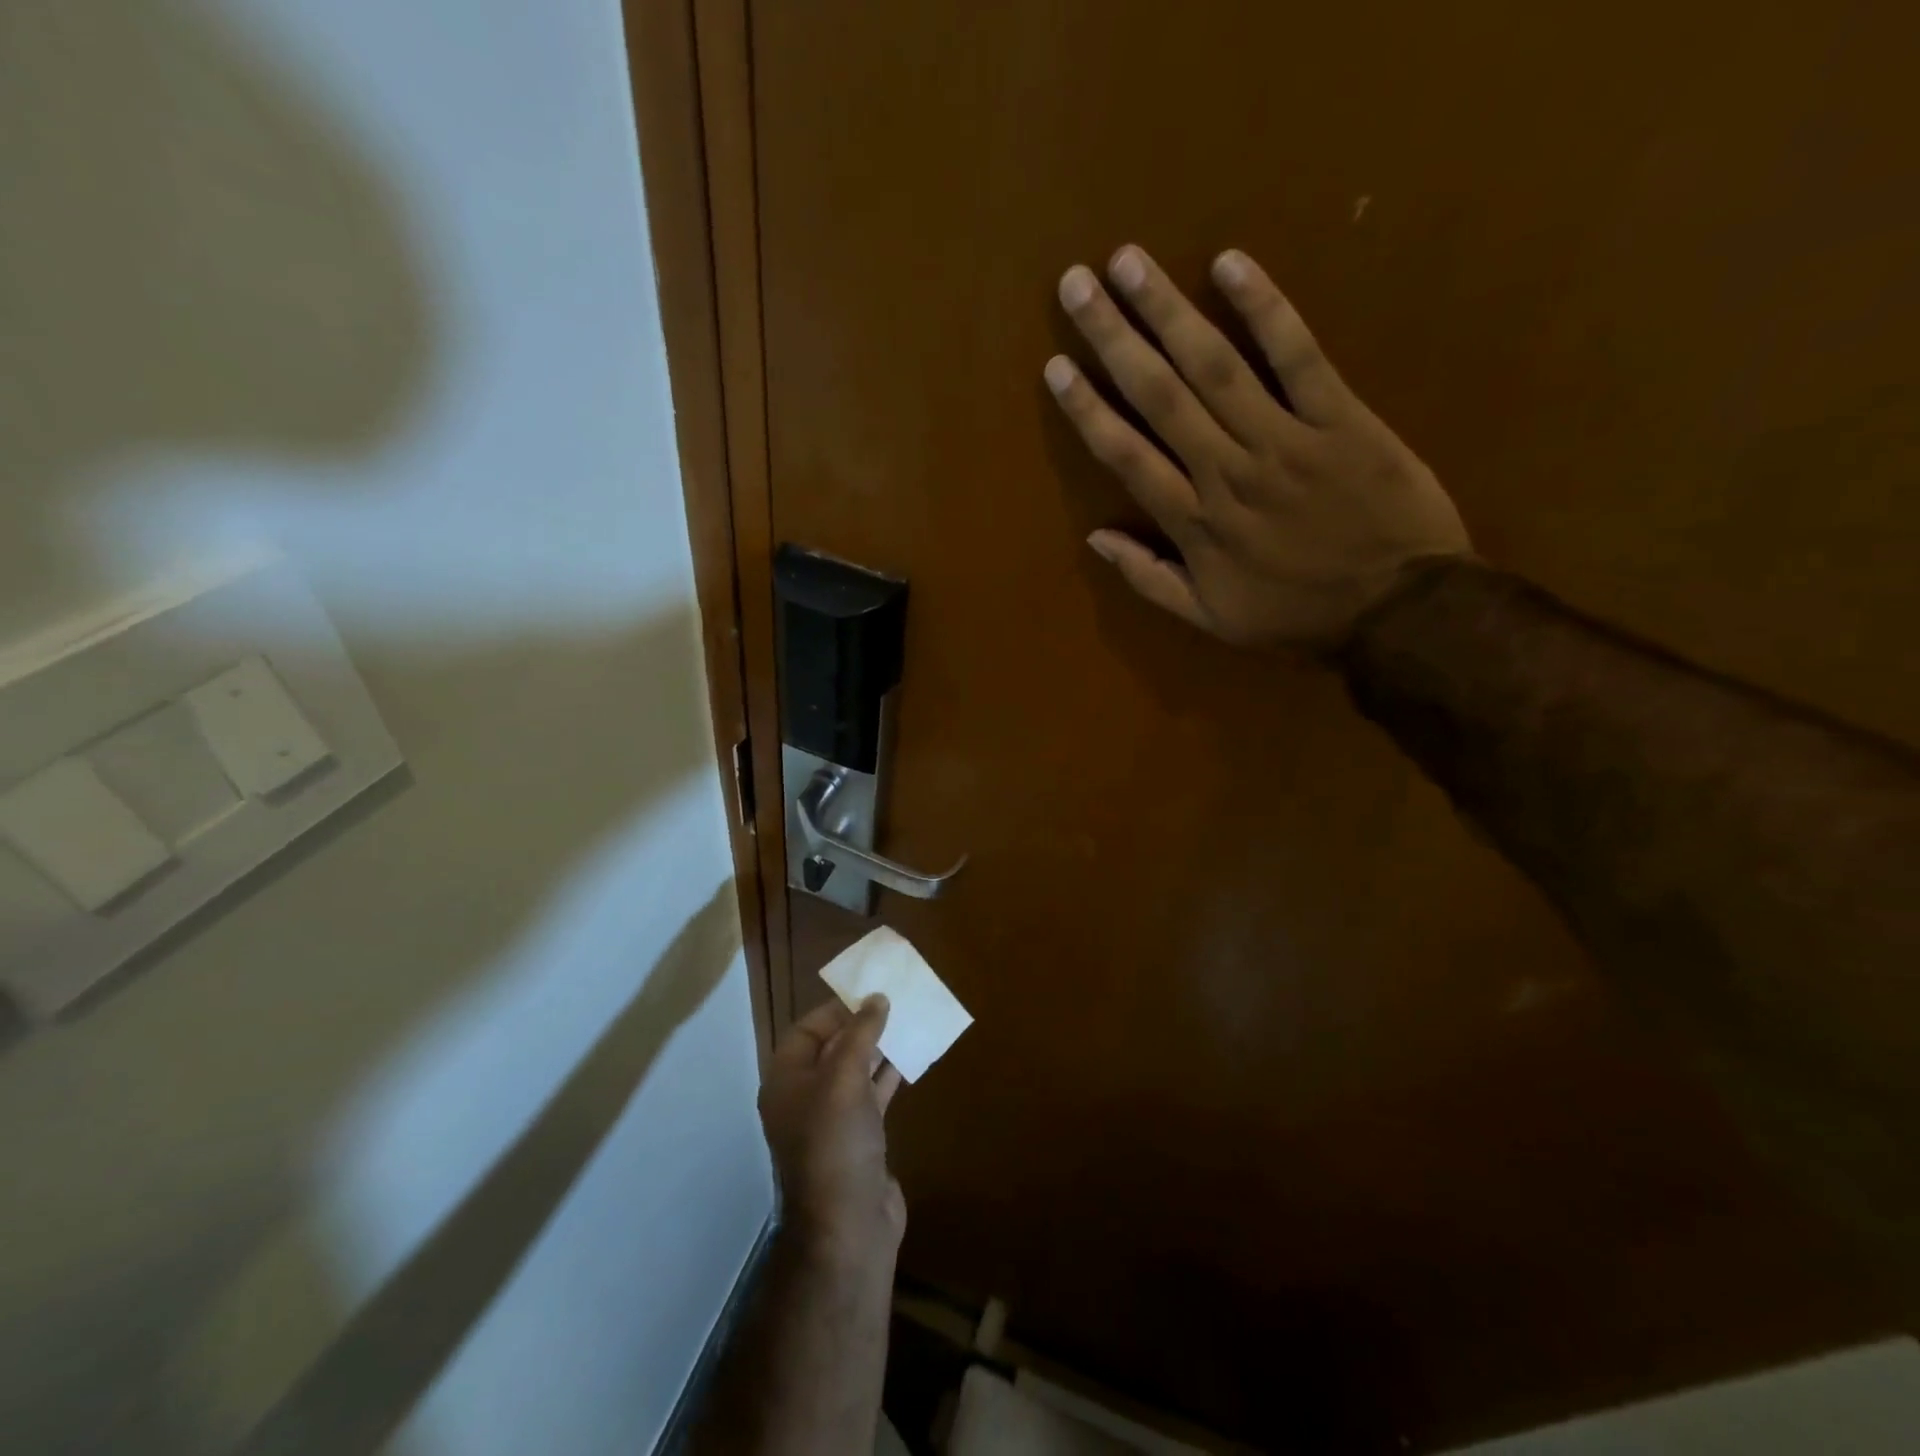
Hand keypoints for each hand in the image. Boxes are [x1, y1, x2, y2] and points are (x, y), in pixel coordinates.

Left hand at [760, 996, 905, 1261]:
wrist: (849, 1228)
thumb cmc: (836, 1144)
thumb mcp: (844, 1079)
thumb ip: (860, 1034)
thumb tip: (876, 998)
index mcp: (787, 1082)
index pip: (806, 1031)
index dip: (834, 1010)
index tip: (868, 993)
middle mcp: (805, 1098)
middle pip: (831, 1048)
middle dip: (861, 1026)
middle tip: (894, 1003)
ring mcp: (832, 1121)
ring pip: (855, 1071)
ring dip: (879, 1048)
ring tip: (908, 1022)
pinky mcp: (859, 1138)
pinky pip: (872, 1095)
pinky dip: (889, 1075)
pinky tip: (912, 1058)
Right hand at [1046, 245, 1471, 650]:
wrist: (1400, 611)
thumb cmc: (1298, 616)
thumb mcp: (1212, 619)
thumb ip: (1150, 579)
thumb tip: (1096, 539)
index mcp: (1196, 524)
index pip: (1127, 456)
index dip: (1088, 409)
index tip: (1056, 367)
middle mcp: (1227, 472)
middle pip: (1161, 396)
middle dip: (1114, 337)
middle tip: (1076, 285)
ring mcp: (1284, 439)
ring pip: (1215, 366)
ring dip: (1168, 311)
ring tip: (1129, 261)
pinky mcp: (1339, 416)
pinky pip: (1298, 355)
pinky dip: (1265, 309)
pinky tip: (1230, 265)